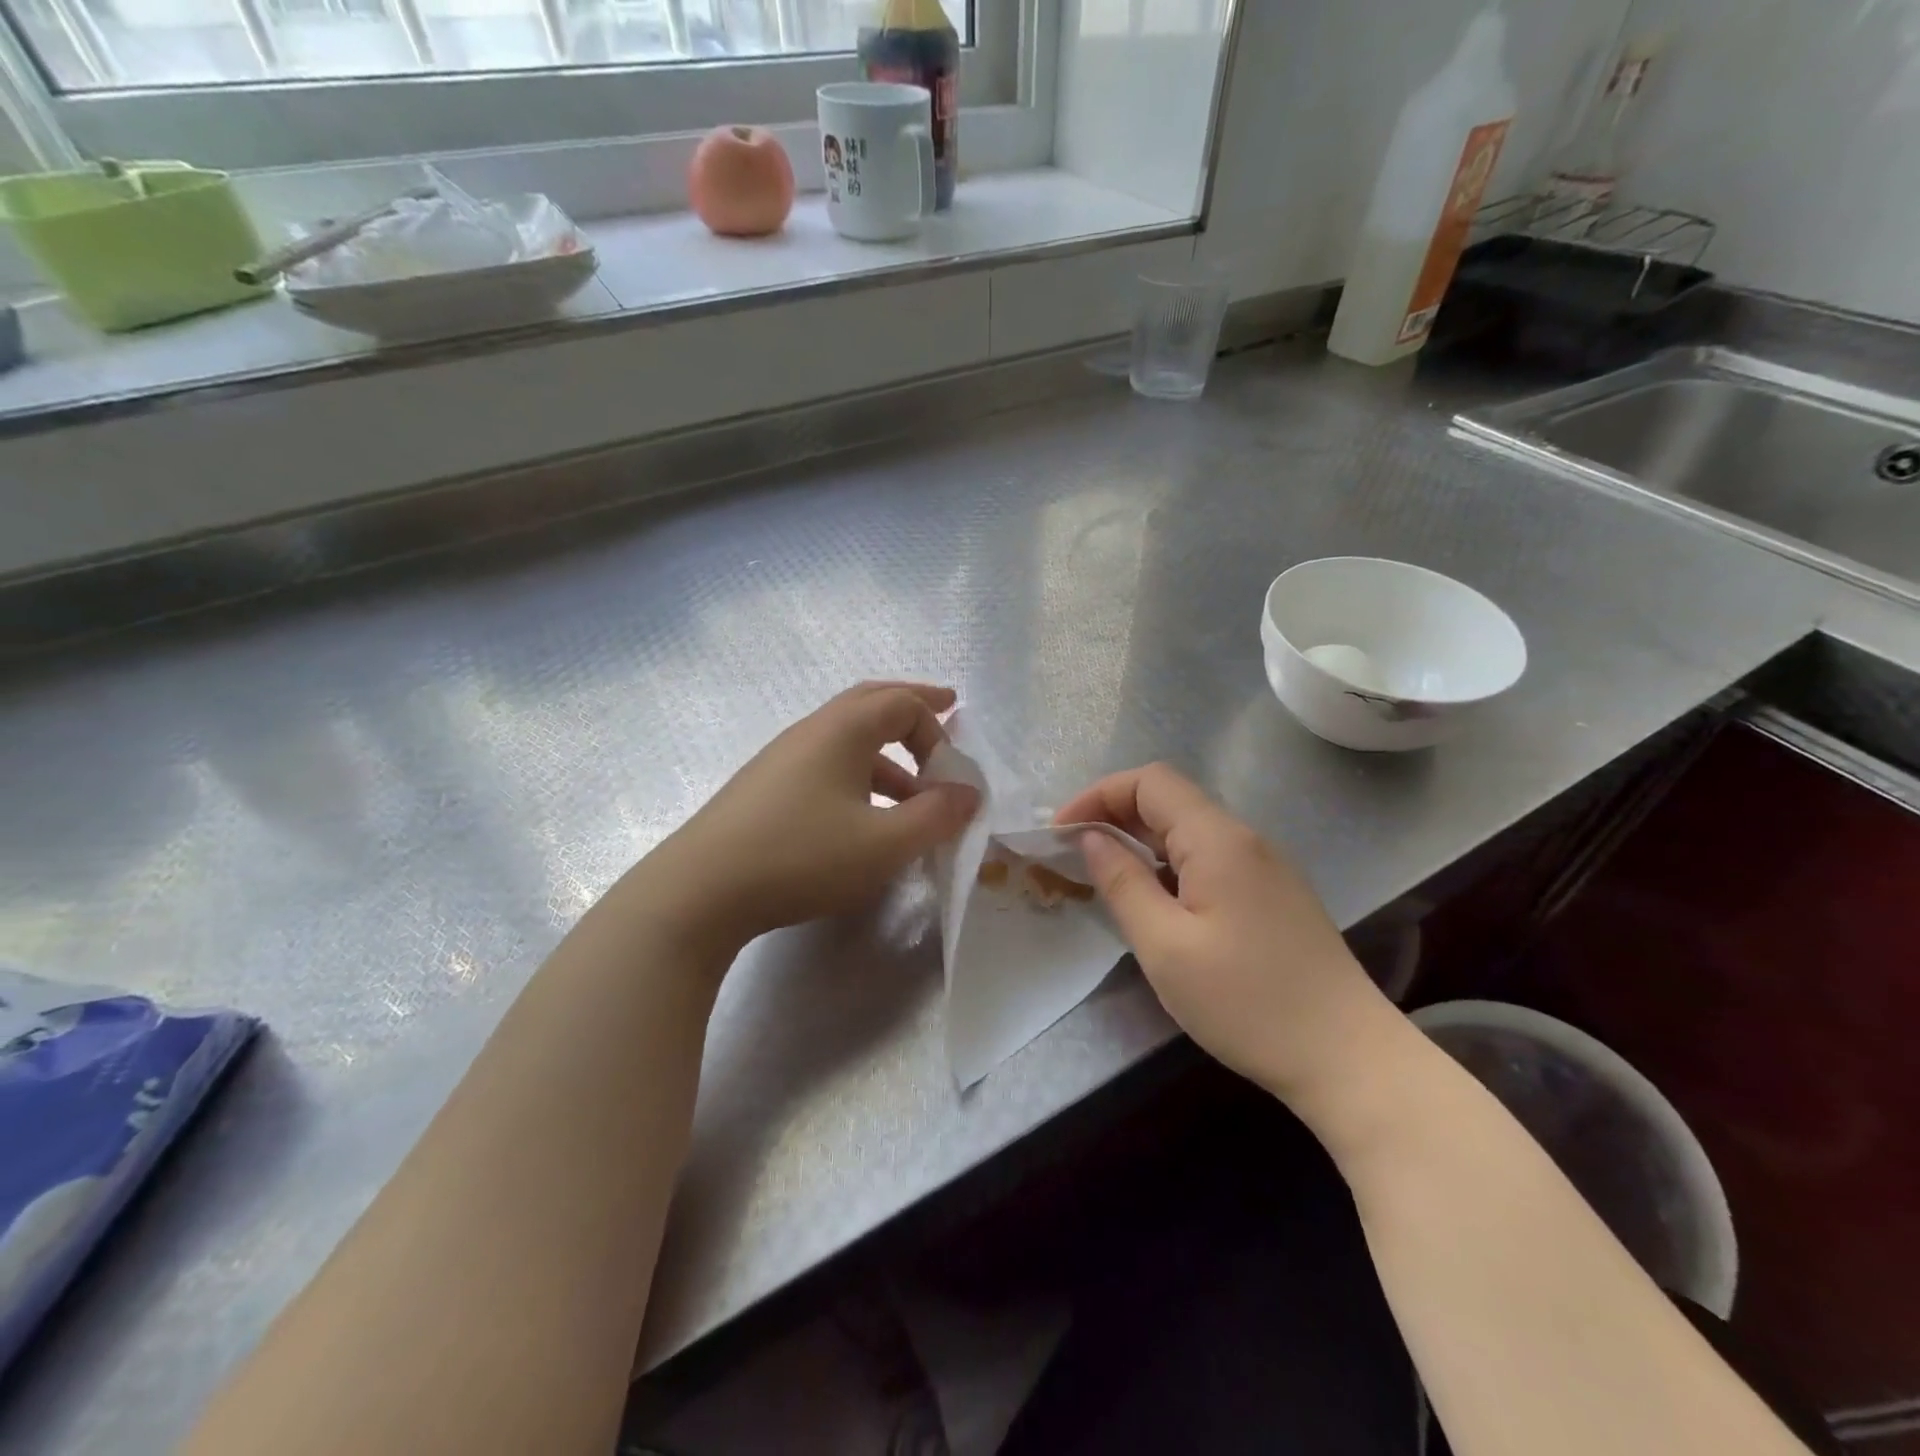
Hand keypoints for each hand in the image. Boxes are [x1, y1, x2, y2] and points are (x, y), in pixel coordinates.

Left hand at [648, 682, 979, 953]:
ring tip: (912, 794)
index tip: (952, 774)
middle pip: (870, 701)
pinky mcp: (765, 788)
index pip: (903, 704)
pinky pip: (826, 764)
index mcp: (842, 730)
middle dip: (913, 706)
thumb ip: (935, 816)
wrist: (700, 891)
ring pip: (847, 737)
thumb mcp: (884, 843)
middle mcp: (812, 731)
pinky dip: (859, 776)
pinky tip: (863, 818)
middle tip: (947, 707)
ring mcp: (783, 758)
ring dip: (887, 754)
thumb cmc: (803, 856)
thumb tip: (969, 793)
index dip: (938, 729)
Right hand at [1055, 763, 1392, 1108]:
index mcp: (1217, 839)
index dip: (1098, 795)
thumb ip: (1123, 882)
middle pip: (1169, 800)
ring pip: (1189, 831)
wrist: (1348, 1057)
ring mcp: (1264, 866)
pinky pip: (1209, 859)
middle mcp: (1243, 839)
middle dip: (1114, 816)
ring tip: (1105, 878)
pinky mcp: (1271, 895)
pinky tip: (1155, 902)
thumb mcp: (1165, 946)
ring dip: (1141, 842)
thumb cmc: (1246, 1002)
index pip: (1149, 782)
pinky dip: (1169, 865)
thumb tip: (1091, 838)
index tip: (1061, 833)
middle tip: (1073, 855)